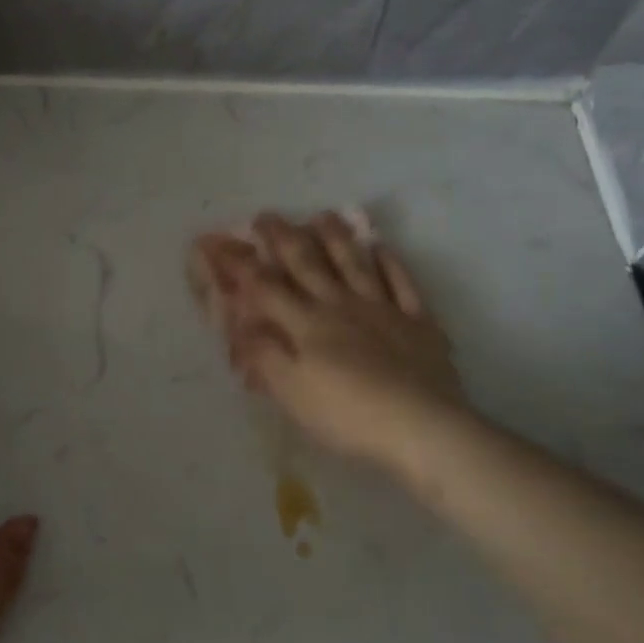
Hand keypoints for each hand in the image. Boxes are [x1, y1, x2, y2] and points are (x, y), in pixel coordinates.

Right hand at [195, 212, 465, 472]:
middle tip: (267, 217)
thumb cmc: (348, 415)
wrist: (421, 427)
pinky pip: (402, 283)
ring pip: (355, 264)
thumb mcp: (292, 393)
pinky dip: (390, 263)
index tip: (222, 243)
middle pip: (309, 264)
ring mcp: (383, 310)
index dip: (242, 265)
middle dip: (284, 238)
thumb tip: (241, 325)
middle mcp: (341, 306)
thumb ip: (265, 355)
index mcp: (307, 325)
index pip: (266, 288)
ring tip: (322, 215)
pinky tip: (382, 248)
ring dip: (336, 238)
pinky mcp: (418, 322)